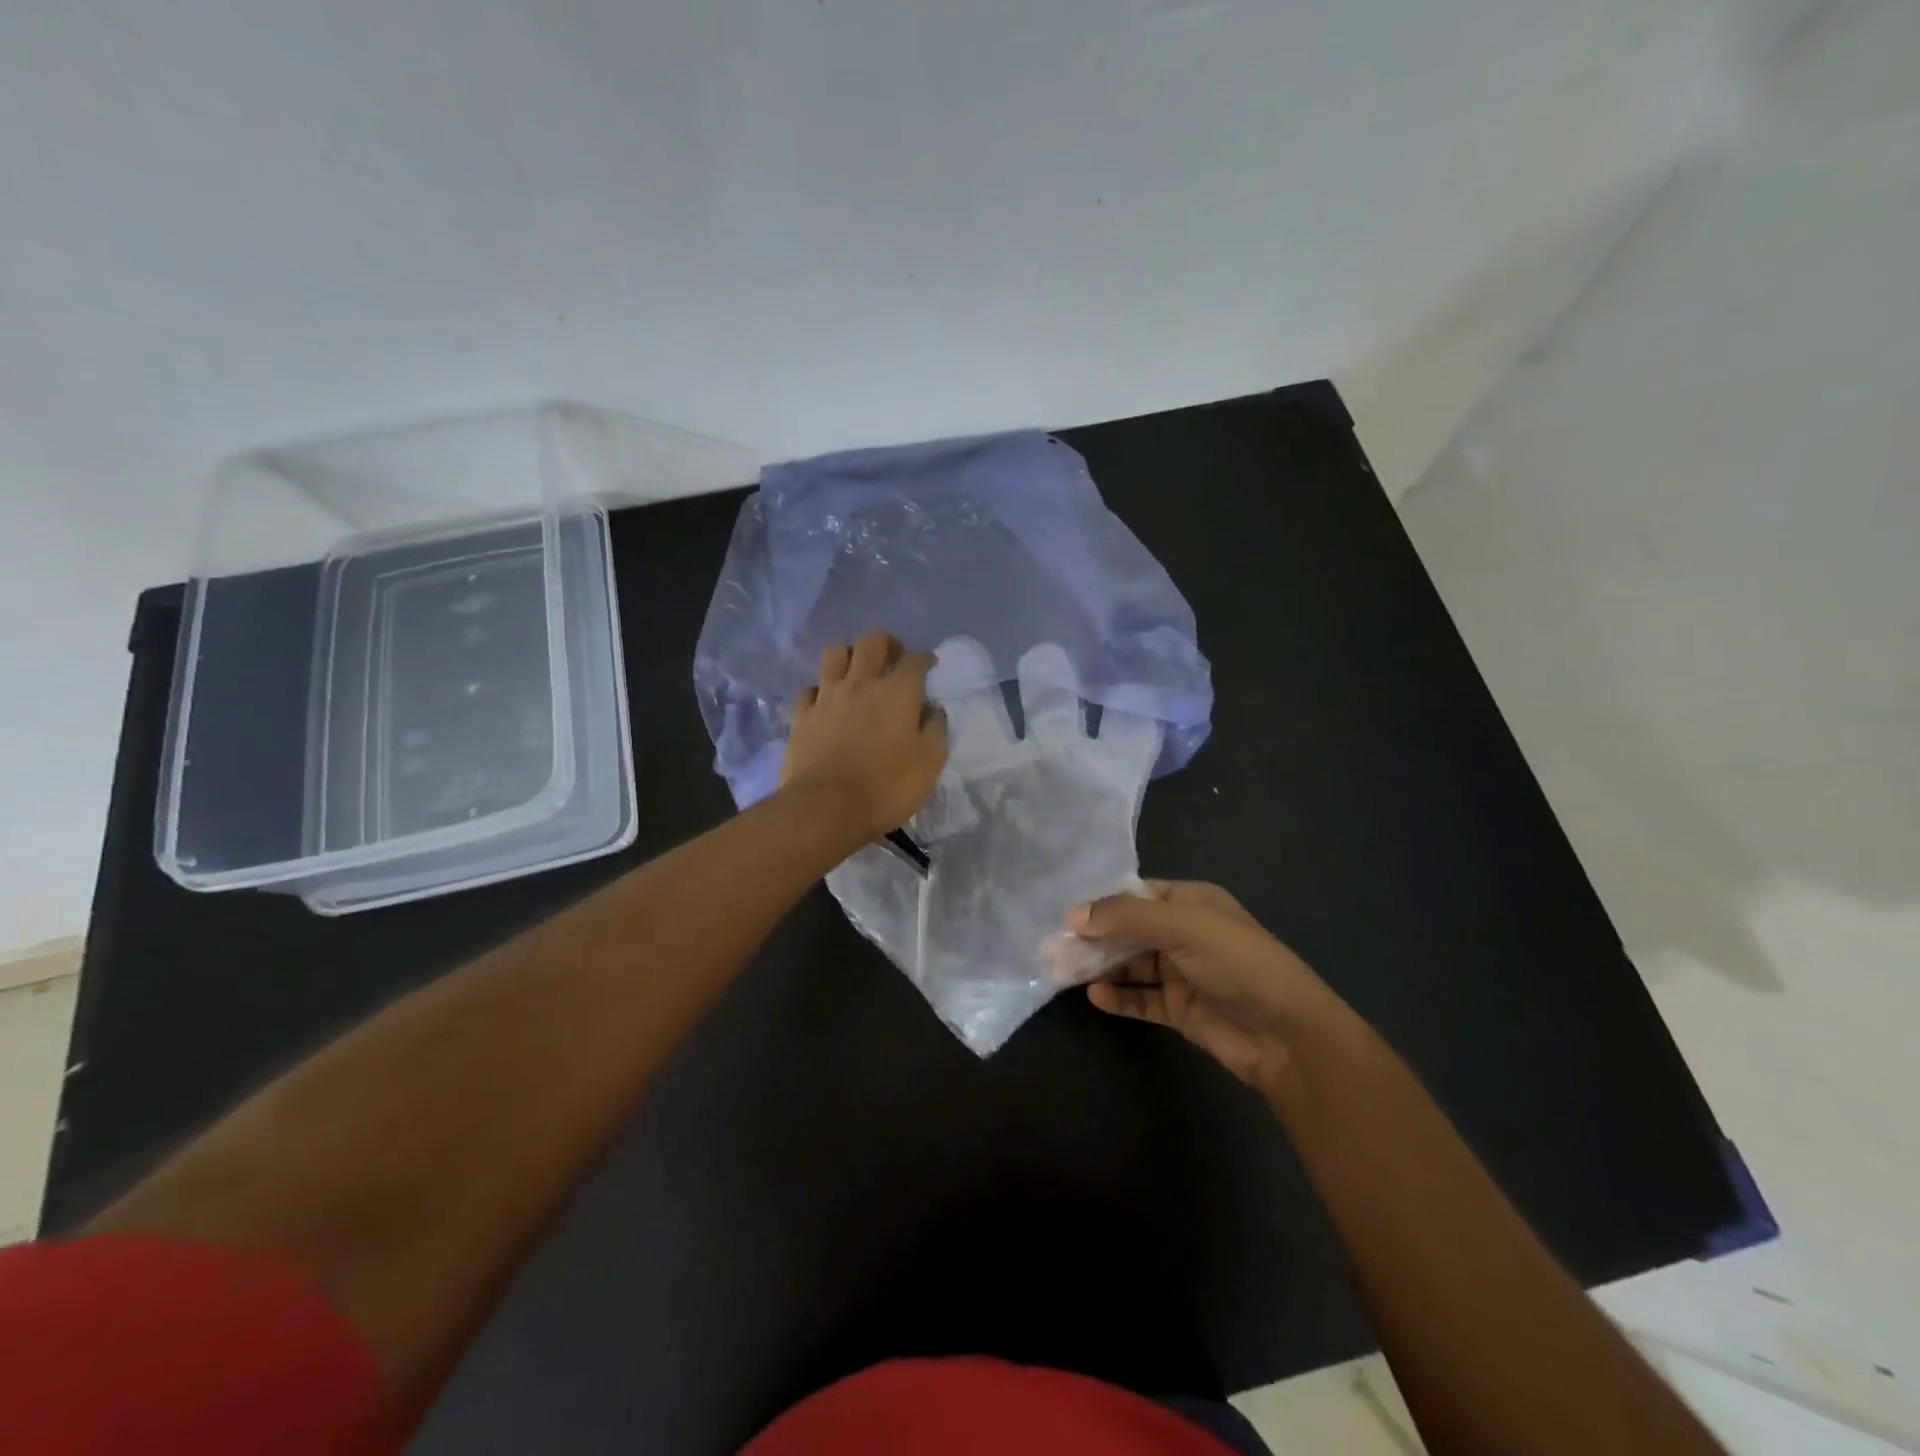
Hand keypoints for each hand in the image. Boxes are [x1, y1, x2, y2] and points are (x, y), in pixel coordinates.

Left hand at [781, 630, 949, 838]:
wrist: (826, 807)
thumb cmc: (886, 787)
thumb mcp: (930, 763)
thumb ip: (936, 729)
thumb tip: (933, 709)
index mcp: (897, 692)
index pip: (914, 659)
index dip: (924, 658)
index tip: (929, 665)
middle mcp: (861, 683)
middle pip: (872, 641)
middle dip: (887, 643)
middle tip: (893, 659)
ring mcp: (827, 696)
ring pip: (835, 652)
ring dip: (850, 655)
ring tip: (857, 671)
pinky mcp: (802, 714)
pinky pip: (810, 688)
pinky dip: (821, 689)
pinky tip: (827, 702)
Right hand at [1069, 880, 1333, 1096]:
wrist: (1287, 1035)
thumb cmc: (1237, 963)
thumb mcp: (1182, 926)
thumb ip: (1126, 918)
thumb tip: (1072, 917)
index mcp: (1191, 901)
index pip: (1135, 895)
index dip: (1101, 904)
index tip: (1064, 916)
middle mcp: (1185, 932)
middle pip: (1129, 930)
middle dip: (1094, 938)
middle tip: (1053, 948)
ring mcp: (1183, 972)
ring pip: (1131, 964)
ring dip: (1100, 967)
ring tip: (1063, 972)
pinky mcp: (1181, 1009)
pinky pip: (1141, 998)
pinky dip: (1119, 997)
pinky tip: (1096, 996)